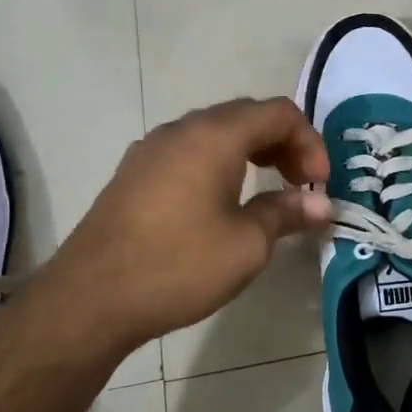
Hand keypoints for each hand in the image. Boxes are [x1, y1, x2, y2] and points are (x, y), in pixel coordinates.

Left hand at [42, 98, 330, 356]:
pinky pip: (188, 152)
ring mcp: (151, 149)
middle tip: (300, 185)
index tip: (319, 184)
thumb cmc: (177, 266)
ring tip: (267, 191)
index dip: (309, 142)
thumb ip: (286, 213)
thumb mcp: (246, 244)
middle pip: (246, 116)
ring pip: (215, 133)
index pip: (278, 113)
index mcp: (213, 136)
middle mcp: (181, 130)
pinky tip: (221, 203)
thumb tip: (321, 204)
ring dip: (251, 153)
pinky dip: (219, 163)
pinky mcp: (134, 173)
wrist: (90, 299)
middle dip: (283, 145)